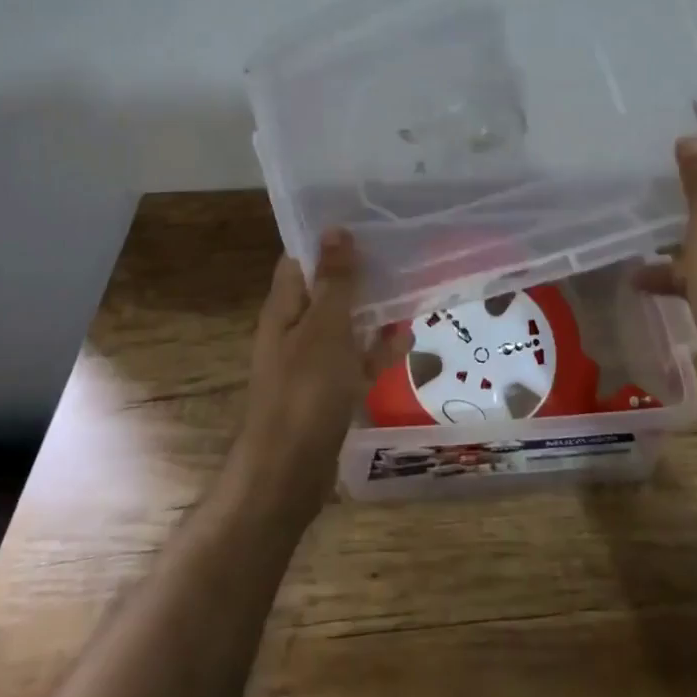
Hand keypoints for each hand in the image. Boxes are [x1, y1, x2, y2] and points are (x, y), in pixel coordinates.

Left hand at [232, 230, 410, 517]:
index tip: (364, 222)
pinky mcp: (328, 391)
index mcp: (285, 308)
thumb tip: (334, 230)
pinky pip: (355, 360)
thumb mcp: (325, 328)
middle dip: (359, 275)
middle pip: (326, 291)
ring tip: (411, 292)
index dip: (327, 241)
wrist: (288, 474)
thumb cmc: (305, 391)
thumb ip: (334, 281)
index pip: (300, 260)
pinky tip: (406, 342)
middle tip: (398, 254)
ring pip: (345, 325)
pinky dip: (377, 350)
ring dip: (373, 312)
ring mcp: (311, 363)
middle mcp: (295, 330)